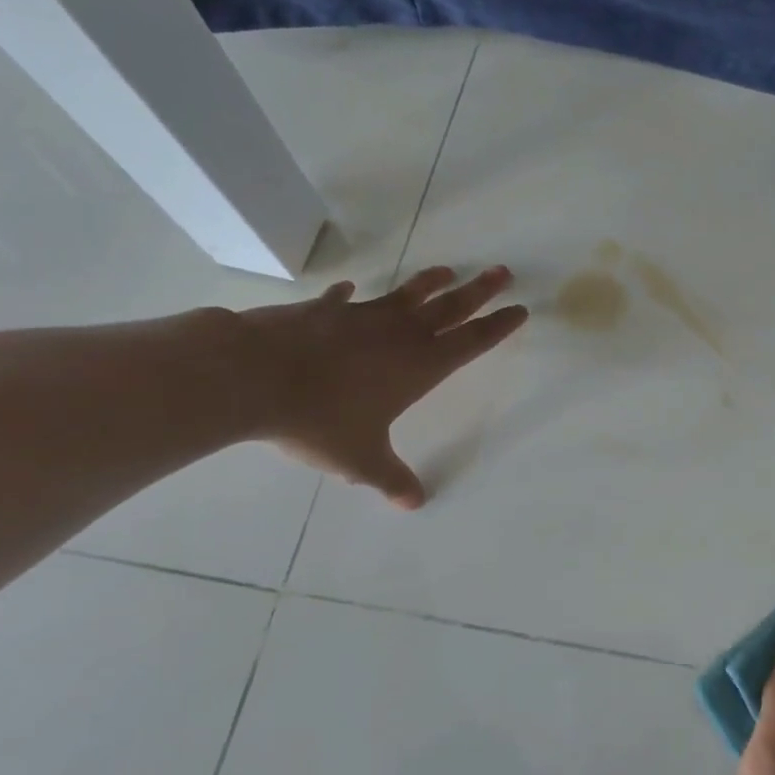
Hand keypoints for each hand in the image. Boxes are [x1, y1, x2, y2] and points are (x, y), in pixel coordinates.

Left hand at [237, 266, 526, 508]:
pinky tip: (349, 289)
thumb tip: (415, 503)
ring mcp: (362, 316)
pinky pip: (344, 300)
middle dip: (480, 290)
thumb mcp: (360, 459)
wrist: (255, 376)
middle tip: (503, 272)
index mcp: (419, 366)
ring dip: (430, 282)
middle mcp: (400, 334)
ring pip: (407, 294)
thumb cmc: (320, 419)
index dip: (498, 327)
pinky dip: (348, 295)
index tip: (519, 309)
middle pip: (451, 307)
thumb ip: (390, 478)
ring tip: (448, 271)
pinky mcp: (325, 310)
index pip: (472, 342)